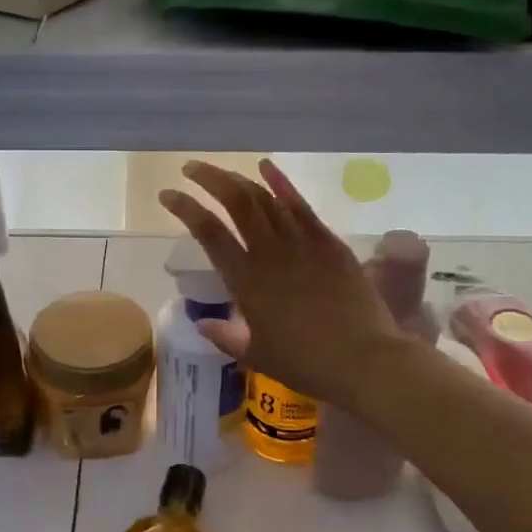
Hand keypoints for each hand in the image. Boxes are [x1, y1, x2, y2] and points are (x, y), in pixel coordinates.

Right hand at [160, 159, 405, 411]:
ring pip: (266, 198)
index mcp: (246, 282)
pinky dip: (282, 184)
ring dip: (240, 179)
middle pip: (236, 202)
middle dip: (209, 180)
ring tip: (222, 172)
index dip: (185, 208)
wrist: (365, 360)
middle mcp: (270, 253)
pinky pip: (301, 206)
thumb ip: (227, 337)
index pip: (208, 233)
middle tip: (190, 169)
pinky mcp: (330, 242)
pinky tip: (267, 167)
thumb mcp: (258, 356)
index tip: (167, 195)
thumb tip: (204, 324)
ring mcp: (302, 243)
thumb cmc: (307, 364)